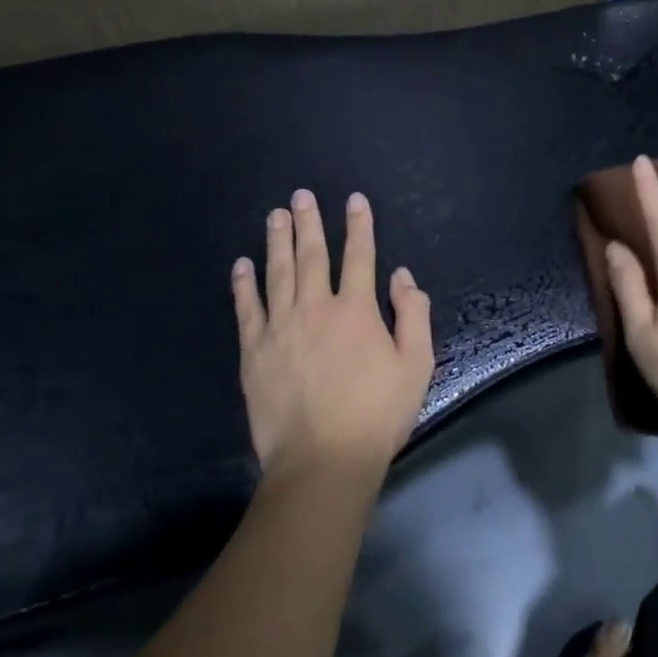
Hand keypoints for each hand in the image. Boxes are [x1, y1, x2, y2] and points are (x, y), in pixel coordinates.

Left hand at [233, 189, 434, 481]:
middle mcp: (316, 309)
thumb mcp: (416, 365)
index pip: (359, 257)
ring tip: (275, 215)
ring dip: (277, 242)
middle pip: (312, 256)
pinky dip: (244, 284)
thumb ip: (413, 315)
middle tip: (301, 195)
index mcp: (356, 311)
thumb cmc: (376, 414)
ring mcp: (280, 328)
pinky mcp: (254, 351)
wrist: (322, 461)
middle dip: (309, 222)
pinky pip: (247, 308)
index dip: (359, 226)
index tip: (354, 200)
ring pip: (278, 274)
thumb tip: (402, 276)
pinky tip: (241, 265)